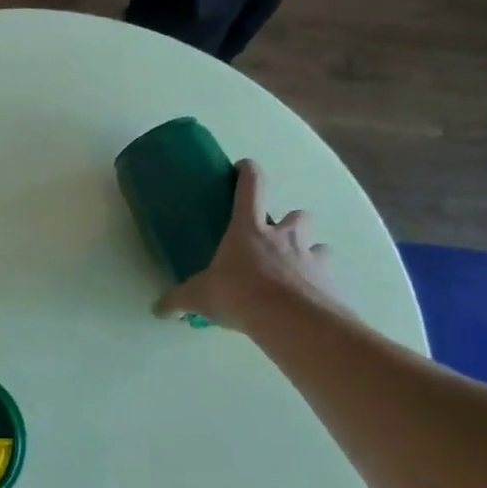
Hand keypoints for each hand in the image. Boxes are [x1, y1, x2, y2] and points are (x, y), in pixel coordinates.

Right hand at [153, 159, 336, 329]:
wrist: (290, 319)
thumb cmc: (239, 294)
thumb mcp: (199, 298)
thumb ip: (178, 300)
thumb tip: (158, 309)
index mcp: (249, 229)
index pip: (251, 187)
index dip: (248, 172)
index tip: (244, 167)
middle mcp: (284, 236)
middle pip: (296, 215)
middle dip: (288, 223)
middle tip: (274, 240)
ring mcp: (310, 256)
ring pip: (318, 244)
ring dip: (308, 251)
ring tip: (294, 271)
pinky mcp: (328, 280)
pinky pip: (325, 275)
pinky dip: (317, 283)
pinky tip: (304, 299)